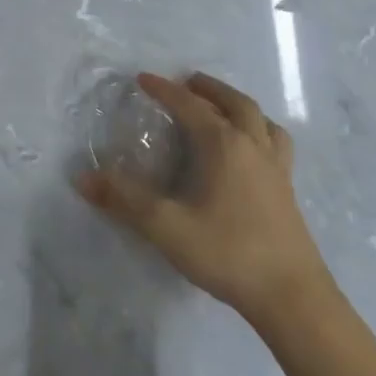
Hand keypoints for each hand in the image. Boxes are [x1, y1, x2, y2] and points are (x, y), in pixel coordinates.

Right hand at [77, 72, 329, 319]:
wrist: (292, 297)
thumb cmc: (228, 253)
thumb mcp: (166, 227)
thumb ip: (124, 200)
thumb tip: (83, 177)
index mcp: (224, 145)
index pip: (190, 106)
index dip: (165, 90)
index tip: (143, 79)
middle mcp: (253, 147)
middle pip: (235, 103)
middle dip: (208, 88)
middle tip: (187, 82)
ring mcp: (276, 168)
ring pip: (262, 120)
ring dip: (239, 106)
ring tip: (223, 109)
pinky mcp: (288, 191)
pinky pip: (276, 144)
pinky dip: (260, 131)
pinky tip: (251, 151)